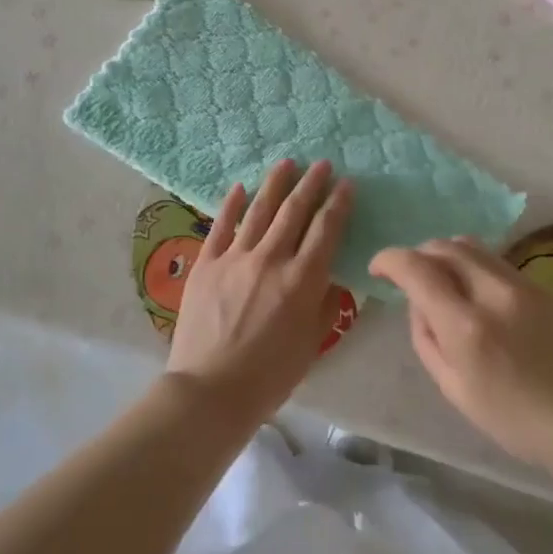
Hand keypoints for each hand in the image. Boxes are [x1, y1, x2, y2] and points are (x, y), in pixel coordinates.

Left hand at [166, 160, 353, 426]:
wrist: (210, 390)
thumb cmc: (269, 376)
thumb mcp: (311, 344)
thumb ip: (326, 306)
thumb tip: (333, 279)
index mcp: (301, 280)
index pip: (325, 230)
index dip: (338, 204)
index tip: (346, 184)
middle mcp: (270, 259)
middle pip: (294, 211)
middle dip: (311, 184)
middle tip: (321, 164)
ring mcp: (234, 258)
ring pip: (259, 210)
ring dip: (275, 184)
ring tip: (286, 163)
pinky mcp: (206, 263)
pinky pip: (221, 225)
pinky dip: (232, 204)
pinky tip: (240, 187)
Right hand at [370, 238, 552, 505]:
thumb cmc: (521, 423)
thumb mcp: (456, 391)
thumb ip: (427, 341)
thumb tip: (418, 305)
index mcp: (465, 325)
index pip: (415, 268)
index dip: (388, 260)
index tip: (378, 269)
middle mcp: (492, 292)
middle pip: (443, 246)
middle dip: (417, 253)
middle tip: (409, 277)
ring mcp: (522, 284)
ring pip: (470, 245)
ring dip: (445, 254)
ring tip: (442, 280)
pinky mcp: (543, 286)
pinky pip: (495, 260)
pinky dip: (472, 264)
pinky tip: (476, 292)